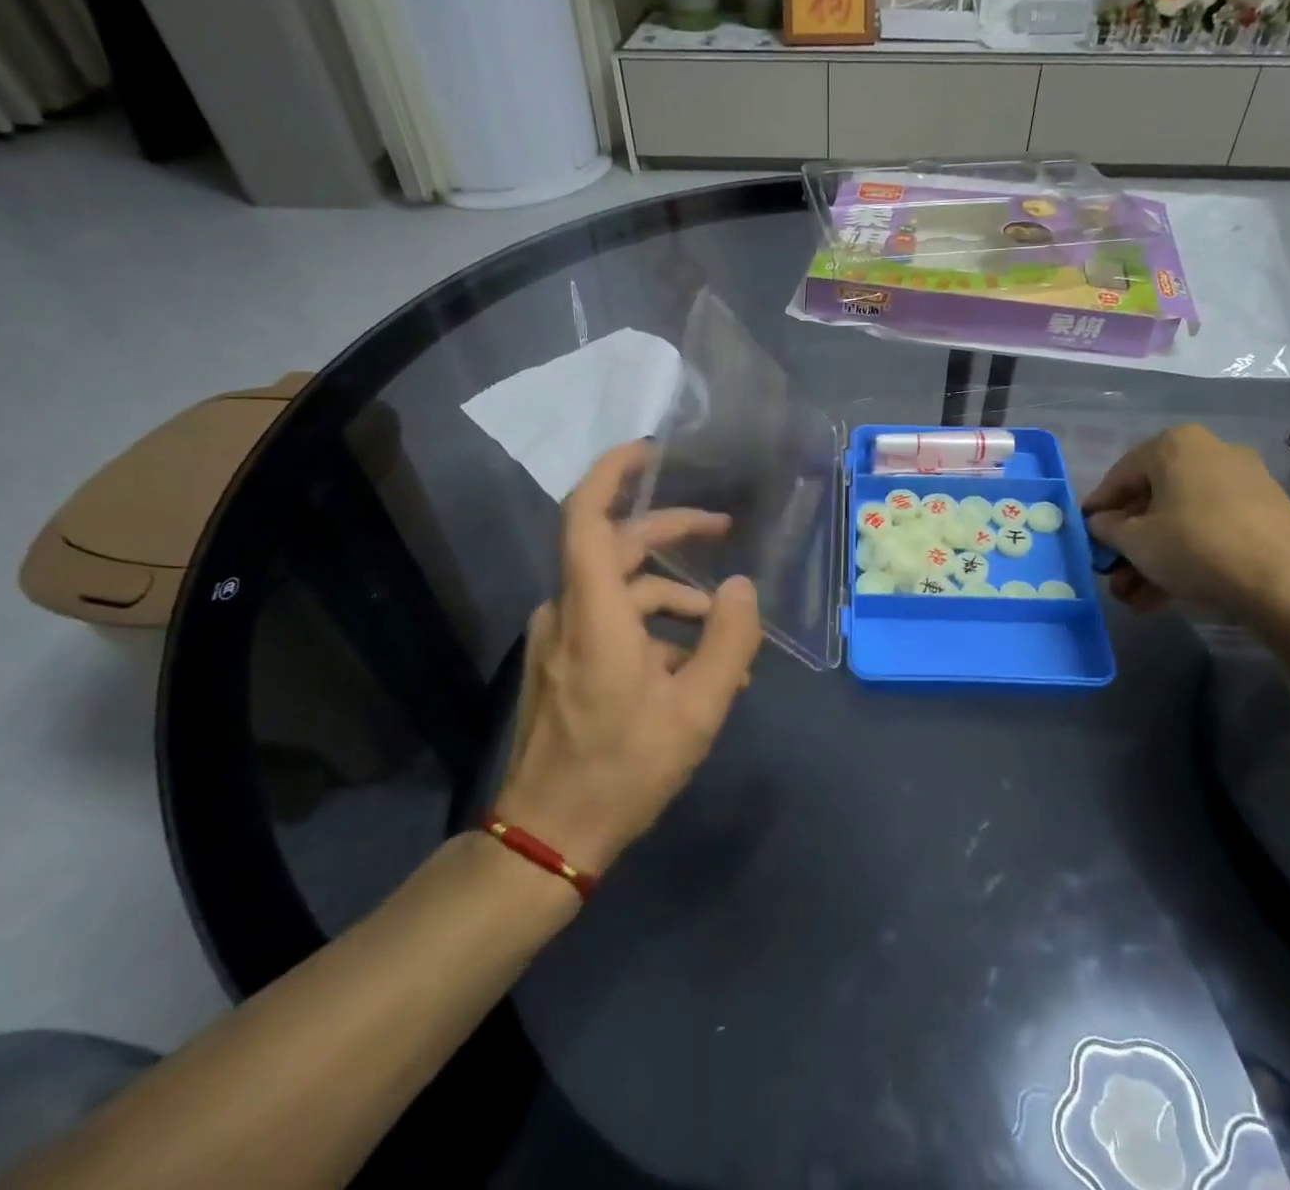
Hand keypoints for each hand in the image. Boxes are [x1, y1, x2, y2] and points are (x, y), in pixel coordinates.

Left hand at [494, 441, 761, 875]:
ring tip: (725, 633)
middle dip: (672, 533)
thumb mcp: (698, 709)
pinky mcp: (563, 660)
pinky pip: (612, 621)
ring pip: (621, 589)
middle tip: (723, 530)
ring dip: (674, 598)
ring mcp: (560, 637)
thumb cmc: (623, 769)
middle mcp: (568, 611)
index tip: (652, 451)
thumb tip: (741, 588)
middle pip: (617, 546)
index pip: (587, 516)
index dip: (614, 472)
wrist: (548, 837)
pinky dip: (653, 627)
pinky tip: (692, 663)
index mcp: (595, 611)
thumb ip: (729, 641)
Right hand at [1080, 424, 1289, 620]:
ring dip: (1152, 559)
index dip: (1097, 510)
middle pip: (1152, 500)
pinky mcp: (1265, 517)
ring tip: (1134, 599)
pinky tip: (1165, 597)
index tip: (1085, 539)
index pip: (1119, 475)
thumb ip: (1107, 529)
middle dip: (1128, 544)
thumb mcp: (1135, 541)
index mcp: (1174, 445)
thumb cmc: (1196, 547)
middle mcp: (1210, 454)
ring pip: (1180, 521)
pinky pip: (1209, 532)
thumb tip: (1100, 524)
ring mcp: (1243, 485)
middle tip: (1111, 575)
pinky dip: (1185, 559)